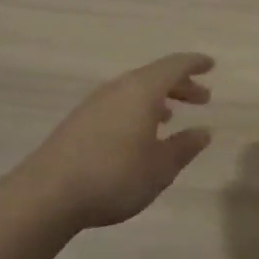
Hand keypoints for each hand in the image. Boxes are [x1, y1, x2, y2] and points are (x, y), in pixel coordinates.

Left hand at [9, 53, 215, 229]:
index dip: (194, 64)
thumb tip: (203, 131)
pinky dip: (137, 109)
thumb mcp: (160, 167)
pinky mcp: (79, 121)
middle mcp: (119, 88)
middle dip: (180, 85)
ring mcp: (95, 103)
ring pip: (135, 90)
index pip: (174, 66)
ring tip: (172, 116)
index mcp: (142, 90)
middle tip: (202, 98)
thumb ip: (184, 147)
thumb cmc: (114, 176)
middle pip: (154, 76)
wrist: (47, 194)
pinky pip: (119, 103)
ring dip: (157, 98)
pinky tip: (139, 134)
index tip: (211, 65)